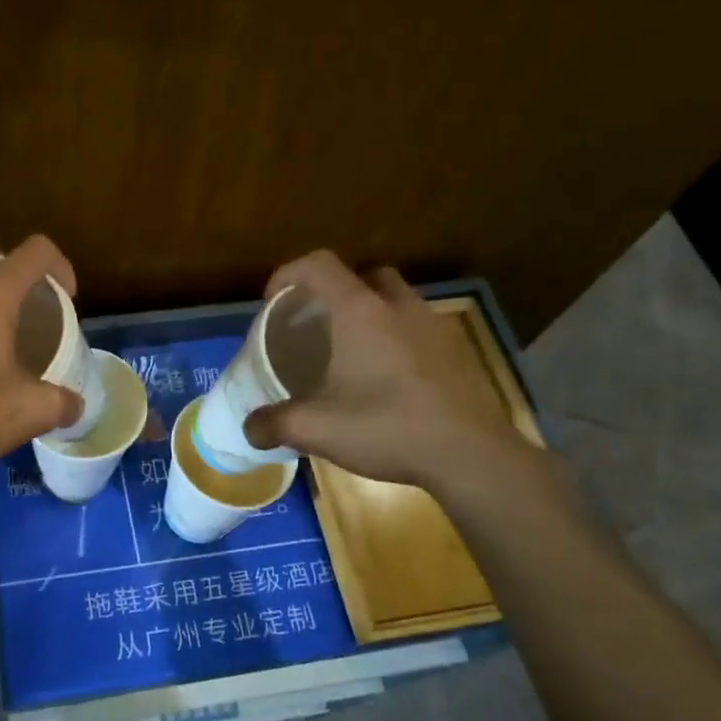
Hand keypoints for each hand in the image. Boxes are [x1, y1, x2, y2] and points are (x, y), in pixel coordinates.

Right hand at [243, 251, 536, 493]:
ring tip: (353, 352)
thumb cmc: (388, 427)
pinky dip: (398, 340)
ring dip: (372, 313)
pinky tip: (389, 379)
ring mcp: (434, 327)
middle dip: (337, 290)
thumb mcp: (318, 429)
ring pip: (397, 300)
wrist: (471, 456)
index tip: (273, 301)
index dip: (289, 273)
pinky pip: (419, 329)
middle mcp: (399, 307)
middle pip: (364, 275)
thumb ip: (275, 423)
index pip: (319, 265)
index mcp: (360, 312)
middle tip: (319, 323)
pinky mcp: (457, 353)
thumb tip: (249, 429)